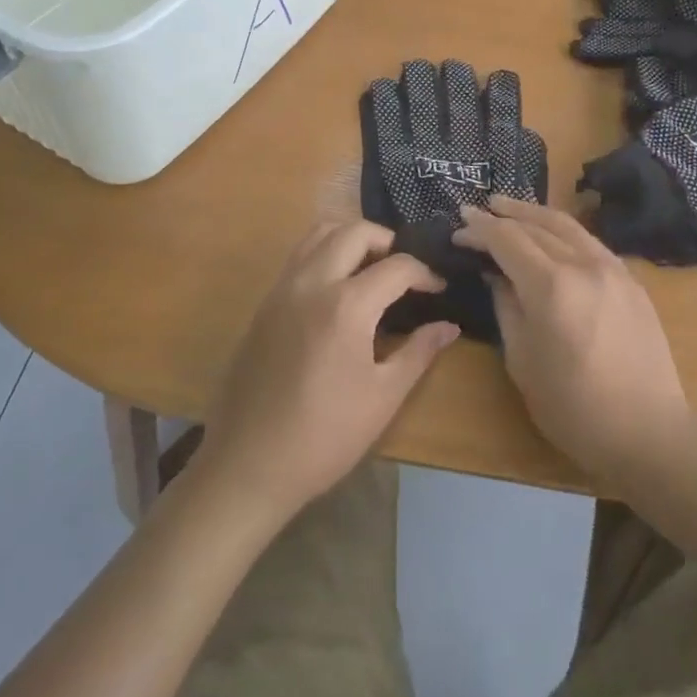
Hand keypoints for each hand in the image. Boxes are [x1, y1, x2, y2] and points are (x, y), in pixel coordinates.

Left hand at [198, 220, 458, 522]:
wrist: (248, 464)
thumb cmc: (324, 436)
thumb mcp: (383, 398)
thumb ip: (419, 352)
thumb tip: (449, 326)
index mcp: (346, 306)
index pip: (396, 266)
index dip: (425, 274)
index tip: (438, 290)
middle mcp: (311, 282)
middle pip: (354, 231)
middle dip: (387, 241)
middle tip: (405, 271)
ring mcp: (282, 289)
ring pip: (319, 233)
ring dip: (350, 238)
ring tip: (371, 268)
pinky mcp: (264, 303)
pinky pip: (298, 256)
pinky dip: (324, 252)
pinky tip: (338, 289)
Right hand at [455, 196, 690, 486]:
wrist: (648, 432)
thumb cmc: (574, 408)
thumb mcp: (522, 362)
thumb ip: (506, 308)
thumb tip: (496, 275)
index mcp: (551, 287)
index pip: (507, 240)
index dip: (479, 231)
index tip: (458, 229)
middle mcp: (583, 265)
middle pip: (535, 226)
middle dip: (501, 217)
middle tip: (475, 212)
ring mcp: (612, 268)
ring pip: (566, 225)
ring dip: (532, 213)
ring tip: (506, 207)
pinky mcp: (631, 279)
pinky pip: (589, 241)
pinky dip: (562, 230)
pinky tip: (550, 233)